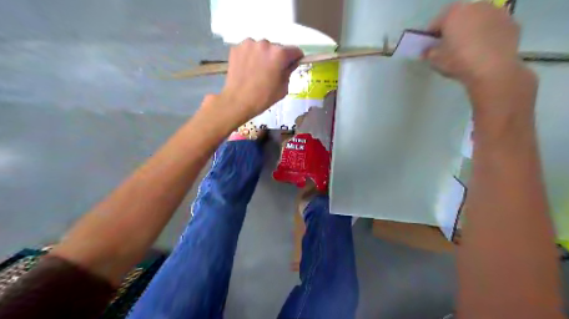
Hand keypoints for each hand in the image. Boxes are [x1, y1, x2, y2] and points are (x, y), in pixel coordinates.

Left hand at [219, 38, 303, 120]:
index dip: (296, 59)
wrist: (237, 101)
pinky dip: (251, 56)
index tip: (291, 65)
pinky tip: (248, 69)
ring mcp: (249, 44)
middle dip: (277, 58)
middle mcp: (265, 43)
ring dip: (263, 56)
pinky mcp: (237, 47)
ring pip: (262, 48)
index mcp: (280, 54)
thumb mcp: (283, 88)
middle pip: (277, 48)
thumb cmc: (264, 97)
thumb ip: (289, 72)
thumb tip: (290, 64)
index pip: (295, 51)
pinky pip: (249, 50)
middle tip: (271, 72)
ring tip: (257, 70)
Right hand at [426, 1, 523, 88]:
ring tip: (469, 48)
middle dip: (453, 29)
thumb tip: (429, 50)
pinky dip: (488, 35)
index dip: (431, 36)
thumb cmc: (458, 61)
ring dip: (472, 30)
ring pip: (478, 20)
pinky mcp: (512, 22)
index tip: (430, 47)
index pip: (435, 23)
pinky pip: (493, 27)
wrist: (492, 69)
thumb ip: (429, 52)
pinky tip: (484, 50)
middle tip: (449, 46)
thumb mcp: (435, 60)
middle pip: (459, 17)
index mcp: (453, 13)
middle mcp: (476, 6)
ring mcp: (497, 12)